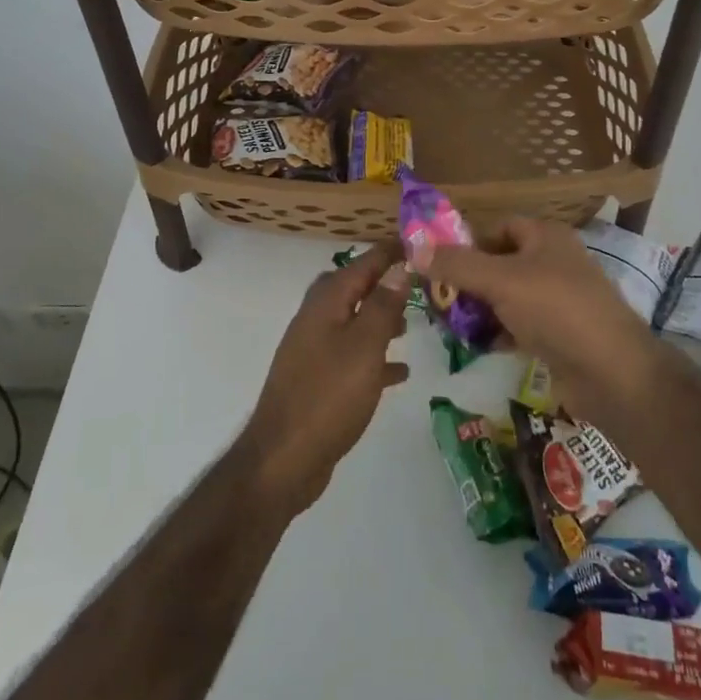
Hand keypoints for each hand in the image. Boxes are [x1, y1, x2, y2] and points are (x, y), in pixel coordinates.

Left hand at [242, 241, 411, 511]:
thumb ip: (383, 305)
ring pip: (352, 322)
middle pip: (351, 288)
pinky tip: (400, 371)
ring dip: (379, 318)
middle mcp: (316, 320)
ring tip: (411, 323)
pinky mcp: (318, 381)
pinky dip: (375, 357)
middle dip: (381, 282)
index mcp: (326, 304)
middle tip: (414, 281)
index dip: (387, 252)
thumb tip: (399, 266)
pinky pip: (352, 357)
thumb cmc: (329, 395)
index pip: (361, 264)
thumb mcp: (365, 346)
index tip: (416, 241)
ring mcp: (314, 351)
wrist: (284, 458)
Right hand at [416, 219, 658, 426]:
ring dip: (480, 309)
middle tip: (437, 298)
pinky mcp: (558, 334)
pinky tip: (477, 347)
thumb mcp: (500, 280)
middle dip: (468, 280)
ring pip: (507, 296)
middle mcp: (553, 262)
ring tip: (449, 325)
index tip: (437, 265)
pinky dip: (498, 333)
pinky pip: (519, 325)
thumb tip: (414, 248)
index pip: (498, 227)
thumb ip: (457, 264)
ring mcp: (558, 300)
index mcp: (546, 237)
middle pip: (499, 262)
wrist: (612, 373)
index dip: (467, 242)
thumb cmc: (557, 310)